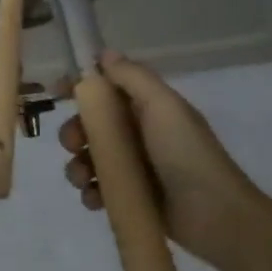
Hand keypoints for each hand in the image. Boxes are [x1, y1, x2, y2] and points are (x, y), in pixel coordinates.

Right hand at [58, 51, 271, 270]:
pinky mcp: (131, 198)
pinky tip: (96, 199)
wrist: (216, 216)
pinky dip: (90, 193)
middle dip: (73, 133)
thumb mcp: (163, 106)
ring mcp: (134, 168)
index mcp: (147, 109)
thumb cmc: (186, 154)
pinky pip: (97, 189)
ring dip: (77, 167)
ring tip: (84, 179)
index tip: (55, 92)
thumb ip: (132, 77)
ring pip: (88, 159)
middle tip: (74, 144)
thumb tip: (104, 54)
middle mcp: (138, 135)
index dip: (80, 88)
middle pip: (89, 126)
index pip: (106, 90)